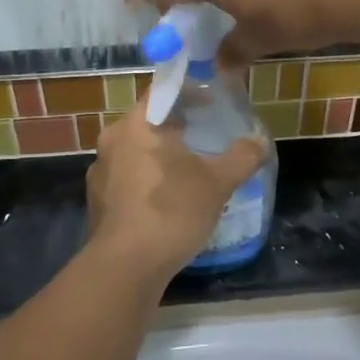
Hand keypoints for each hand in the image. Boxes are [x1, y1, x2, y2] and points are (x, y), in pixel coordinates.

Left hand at [86, 102, 267, 285]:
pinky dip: (148, 180)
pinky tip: (169, 200)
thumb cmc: (171, 210)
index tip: (212, 103)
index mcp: (136, 124)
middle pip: (149, 121)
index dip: (190, 93)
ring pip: (137, 151)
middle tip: (206, 134)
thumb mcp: (217, 182)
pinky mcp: (98, 202)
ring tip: (190, 169)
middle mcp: (112, 140)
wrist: (125, 268)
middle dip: (177, 126)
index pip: (162, 91)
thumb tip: (261, 140)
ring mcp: (101, 172)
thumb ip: (242, 157)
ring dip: (162, 155)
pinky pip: (127, 178)